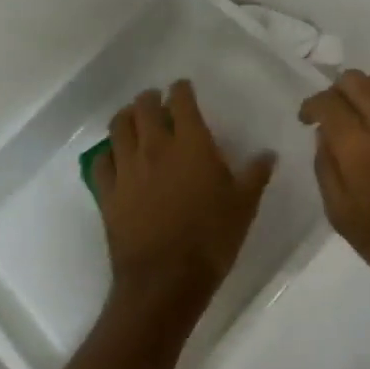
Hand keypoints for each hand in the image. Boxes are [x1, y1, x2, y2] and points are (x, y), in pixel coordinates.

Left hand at [93, 80, 274, 320]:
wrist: (165, 280)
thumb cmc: (211, 239)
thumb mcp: (244, 205)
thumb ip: (255, 174)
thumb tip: (268, 153)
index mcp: (191, 143)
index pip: (181, 100)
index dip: (181, 89)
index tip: (183, 88)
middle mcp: (155, 146)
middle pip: (144, 106)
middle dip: (150, 98)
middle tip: (157, 100)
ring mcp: (127, 168)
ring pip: (118, 127)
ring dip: (126, 117)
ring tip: (133, 119)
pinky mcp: (107, 193)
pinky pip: (100, 161)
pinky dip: (107, 152)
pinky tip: (114, 156)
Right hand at [300, 69, 369, 302]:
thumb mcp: (342, 217)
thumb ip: (326, 169)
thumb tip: (325, 135)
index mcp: (358, 149)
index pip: (328, 102)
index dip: (312, 104)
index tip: (308, 118)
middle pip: (355, 80)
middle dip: (337, 91)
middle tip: (334, 114)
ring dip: (367, 89)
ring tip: (365, 112)